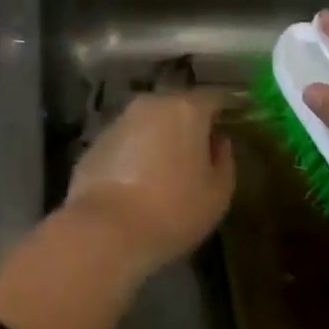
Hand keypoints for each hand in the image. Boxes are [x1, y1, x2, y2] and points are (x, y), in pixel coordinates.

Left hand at [64, 90, 235, 277]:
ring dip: (159, 137)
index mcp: (186, 109)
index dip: (226, 110)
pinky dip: (135, 153)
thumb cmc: (174, 210)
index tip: (232, 123)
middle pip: (177, 106)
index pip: (214, 98)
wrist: (106, 231)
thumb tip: (218, 142)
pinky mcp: (95, 142)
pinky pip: (126, 141)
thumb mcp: (218, 193)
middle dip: (189, 124)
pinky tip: (137, 181)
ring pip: (149, 122)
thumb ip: (224, 160)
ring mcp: (119, 121)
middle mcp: (151, 104)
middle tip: (199, 150)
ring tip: (167, 168)